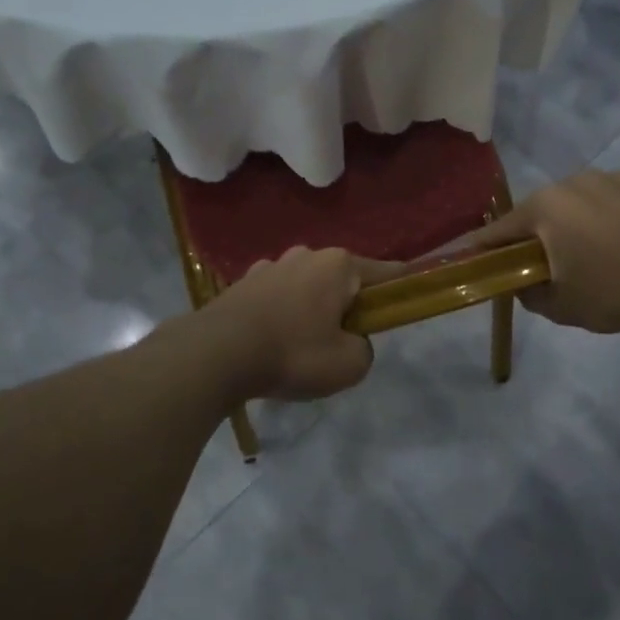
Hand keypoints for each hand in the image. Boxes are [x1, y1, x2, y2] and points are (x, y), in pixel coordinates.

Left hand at [202, 247, 397, 400]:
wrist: (215, 355)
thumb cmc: (292, 353)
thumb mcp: (349, 365)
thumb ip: (364, 350)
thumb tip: (352, 342)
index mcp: (339, 265)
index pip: (385, 273)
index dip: (400, 289)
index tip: (404, 304)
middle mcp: (306, 255)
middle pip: (343, 280)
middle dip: (348, 305)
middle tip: (344, 341)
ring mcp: (271, 265)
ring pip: (307, 287)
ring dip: (312, 308)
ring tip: (302, 345)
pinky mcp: (243, 283)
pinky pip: (277, 297)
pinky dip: (282, 314)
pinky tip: (272, 341)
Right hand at [472, 171, 619, 332]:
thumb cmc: (614, 291)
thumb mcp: (562, 307)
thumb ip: (529, 295)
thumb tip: (521, 285)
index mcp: (546, 208)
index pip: (501, 229)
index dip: (483, 246)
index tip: (471, 256)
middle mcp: (573, 182)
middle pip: (543, 210)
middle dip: (539, 234)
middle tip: (549, 263)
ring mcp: (611, 176)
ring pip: (581, 200)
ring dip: (579, 221)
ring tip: (599, 251)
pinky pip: (615, 197)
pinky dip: (614, 214)